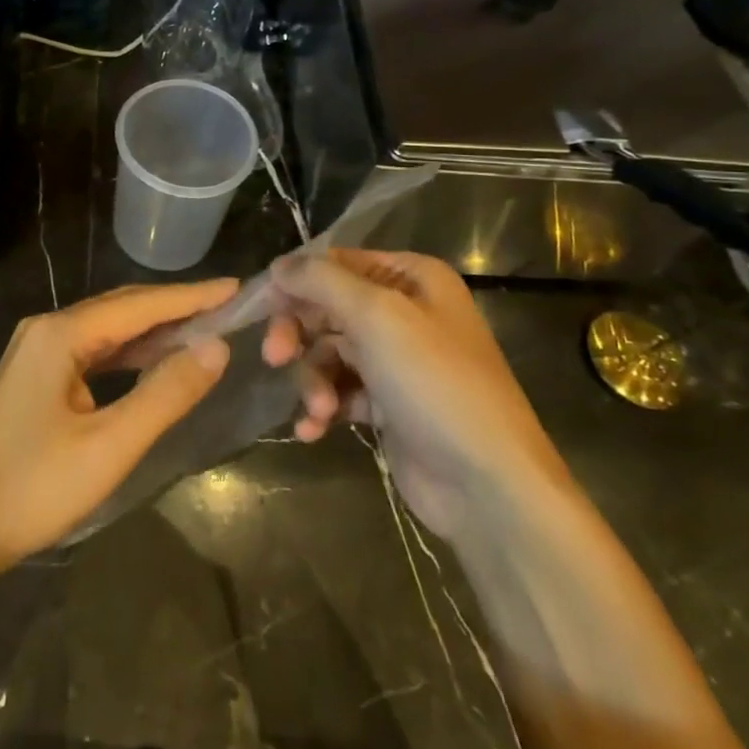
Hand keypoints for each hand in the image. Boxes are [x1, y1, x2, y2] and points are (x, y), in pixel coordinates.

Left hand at [0, 279, 236, 570]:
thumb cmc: (35, 489)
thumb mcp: (110, 446)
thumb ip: (166, 394)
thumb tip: (218, 348)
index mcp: (60, 335)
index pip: (138, 305)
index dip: (190, 297)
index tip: (235, 287)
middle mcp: (47, 329)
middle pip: (122, 309)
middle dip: (175, 307)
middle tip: (228, 306)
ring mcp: (38, 351)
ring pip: (108, 329)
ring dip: (154, 330)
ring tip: (205, 328)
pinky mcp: (38, 374)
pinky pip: (94, 350)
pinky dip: (130, 352)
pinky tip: (156, 359)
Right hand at [261, 249, 564, 536]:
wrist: (487, 485)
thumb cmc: (434, 384)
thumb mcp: (376, 316)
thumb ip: (321, 281)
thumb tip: (279, 264)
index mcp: (412, 278)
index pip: (337, 263)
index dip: (296, 282)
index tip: (261, 306)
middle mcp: (406, 312)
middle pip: (328, 308)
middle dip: (299, 334)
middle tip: (275, 357)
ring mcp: (398, 362)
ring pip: (329, 353)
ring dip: (313, 379)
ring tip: (318, 408)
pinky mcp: (389, 406)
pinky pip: (340, 392)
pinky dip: (323, 407)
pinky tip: (313, 429)